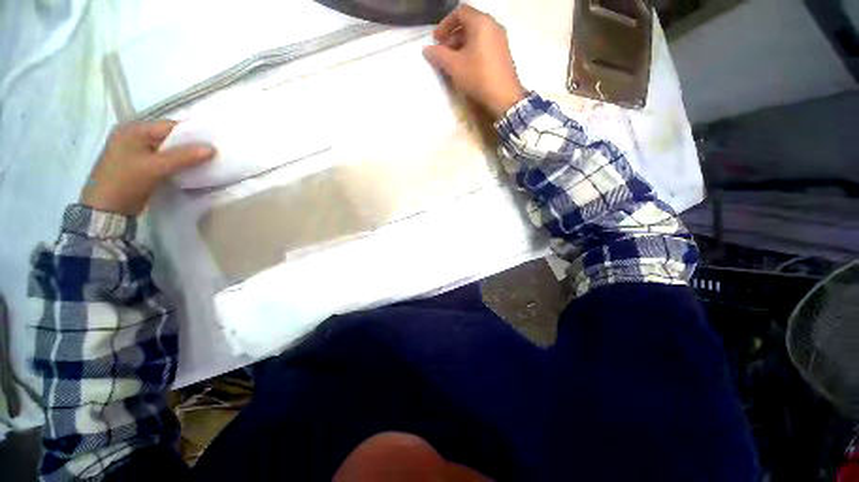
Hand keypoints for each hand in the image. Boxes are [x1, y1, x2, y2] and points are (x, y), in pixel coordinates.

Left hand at [80, 121, 214, 215]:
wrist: (106, 209)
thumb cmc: (126, 182)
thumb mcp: (156, 167)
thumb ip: (184, 156)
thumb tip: (212, 148)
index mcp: (133, 130)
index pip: (169, 126)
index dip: (192, 134)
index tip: (213, 143)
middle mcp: (134, 137)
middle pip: (169, 138)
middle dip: (189, 147)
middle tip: (212, 154)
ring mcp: (136, 153)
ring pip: (168, 151)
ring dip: (185, 157)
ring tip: (205, 163)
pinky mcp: (140, 167)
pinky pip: (164, 161)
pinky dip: (177, 165)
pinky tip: (189, 171)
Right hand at [423, 5, 527, 119]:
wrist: (504, 97)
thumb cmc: (478, 76)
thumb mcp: (454, 66)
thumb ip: (438, 55)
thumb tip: (426, 50)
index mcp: (481, 22)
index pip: (460, 12)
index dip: (445, 24)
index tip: (436, 39)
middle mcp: (493, 26)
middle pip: (469, 24)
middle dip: (452, 37)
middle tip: (442, 52)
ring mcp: (500, 40)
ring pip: (476, 36)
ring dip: (461, 46)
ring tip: (451, 62)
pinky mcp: (502, 54)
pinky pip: (484, 45)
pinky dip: (471, 51)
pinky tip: (465, 67)